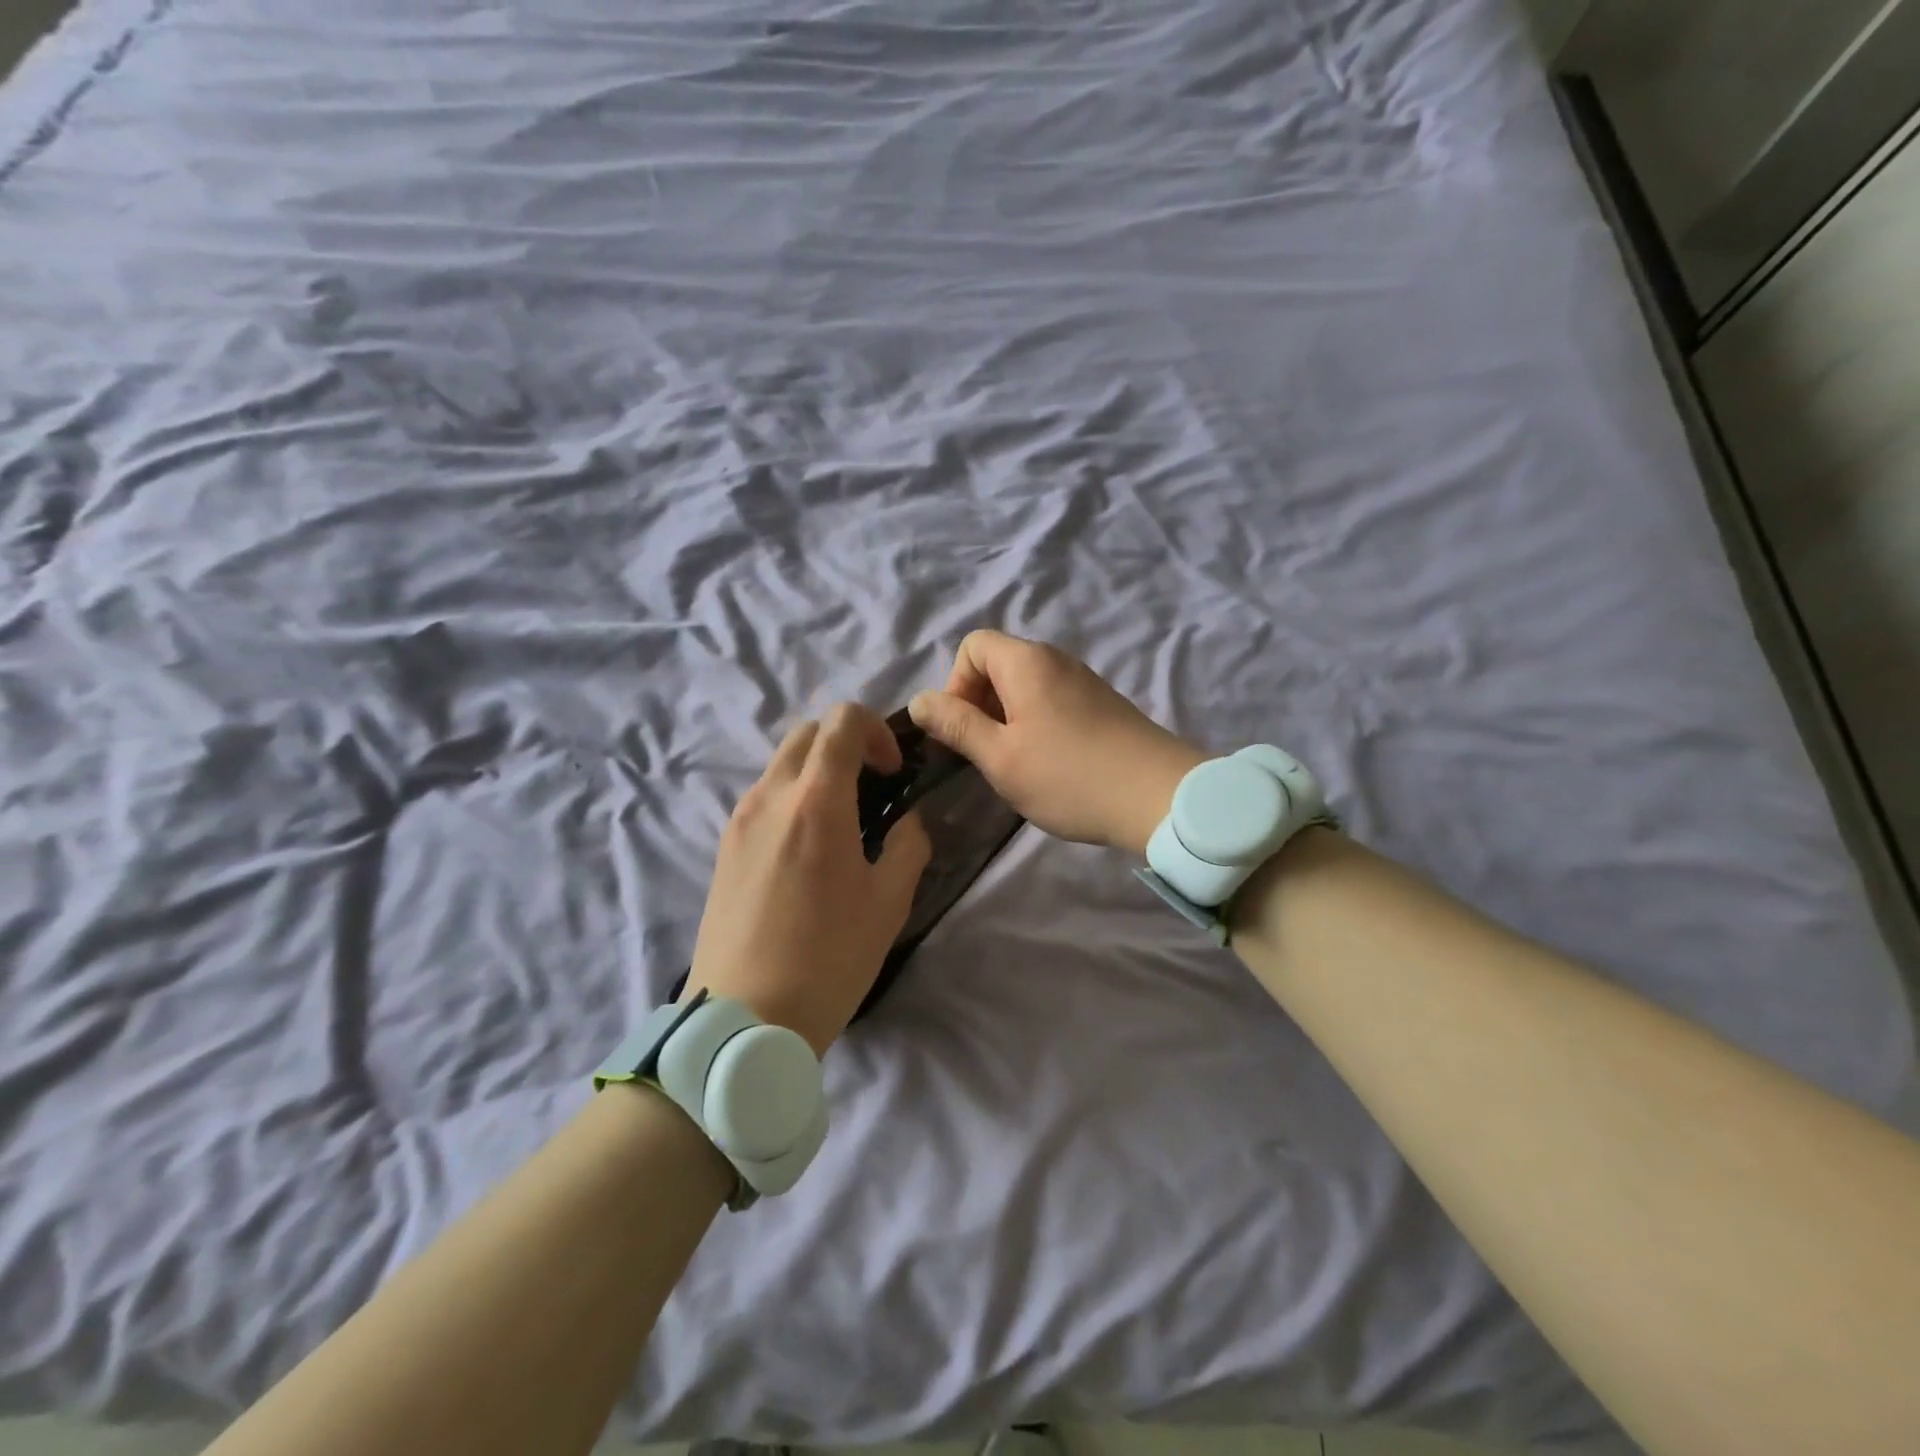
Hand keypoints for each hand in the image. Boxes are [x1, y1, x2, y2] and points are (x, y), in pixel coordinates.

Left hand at [684, 704, 930, 1054]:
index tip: (894, 772)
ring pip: (781, 763)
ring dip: (817, 771)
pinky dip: (793, 797)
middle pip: (807, 732)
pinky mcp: (724, 846)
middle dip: (846, 742)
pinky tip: (808, 849)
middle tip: (872, 786)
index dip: (877, 731)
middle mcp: (770, 796)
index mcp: (816, 801)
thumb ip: (907, 846)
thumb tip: (908, 821)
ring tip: (842, 821)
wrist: (743, 1020)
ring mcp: (740, 820)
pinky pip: (763, 797)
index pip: (842, 722)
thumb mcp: (888, 904)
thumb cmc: (827, 959)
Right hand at [909, 630, 1206, 856]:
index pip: (972, 646)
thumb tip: (919, 701)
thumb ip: (956, 725)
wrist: (1160, 797)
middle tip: (985, 753)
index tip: (964, 730)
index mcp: (1026, 662)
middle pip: (998, 664)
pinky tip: (1049, 765)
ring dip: (1007, 719)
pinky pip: (1052, 701)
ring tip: (1016, 764)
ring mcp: (1083, 681)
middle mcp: (1056, 659)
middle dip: (979, 704)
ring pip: (1025, 686)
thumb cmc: (1069, 777)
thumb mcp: (1000, 757)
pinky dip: (1036, 724)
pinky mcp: (1102, 704)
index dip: (955, 684)